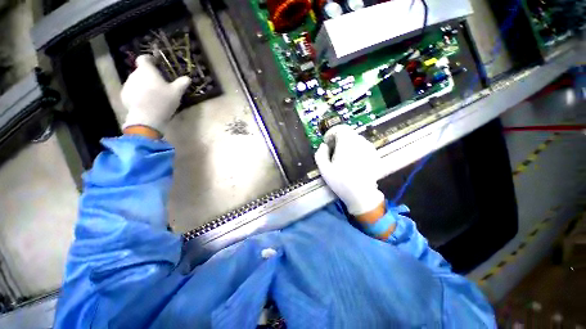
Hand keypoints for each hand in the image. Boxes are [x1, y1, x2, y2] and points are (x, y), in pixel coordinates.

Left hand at [121, 55, 190, 132]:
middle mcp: (134, 74)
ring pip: (136, 81)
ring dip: (143, 85)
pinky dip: (138, 94)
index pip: (144, 58)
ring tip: (153, 94)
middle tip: (159, 84)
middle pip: (141, 71)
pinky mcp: (124, 96)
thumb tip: (188, 78)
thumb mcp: (176, 92)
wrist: (146, 117)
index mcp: (146, 70)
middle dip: (149, 75)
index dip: (149, 59)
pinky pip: (132, 91)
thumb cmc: (163, 101)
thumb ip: (181, 83)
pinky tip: (146, 102)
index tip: (156, 63)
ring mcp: (128, 85)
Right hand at [314, 125, 384, 215]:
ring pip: (355, 139)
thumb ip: (320, 154)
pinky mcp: (374, 154)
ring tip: (342, 157)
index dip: (330, 133)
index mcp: (346, 142)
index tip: (326, 143)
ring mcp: (369, 147)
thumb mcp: (324, 169)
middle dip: (337, 139)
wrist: (361, 194)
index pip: (339, 128)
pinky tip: (353, 161)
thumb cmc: (340, 181)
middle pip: (347, 133)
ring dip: (346, 144)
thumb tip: (323, 146)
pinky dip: (355, 149)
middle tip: (332, 151)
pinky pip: (362, 146)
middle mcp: (359, 141)